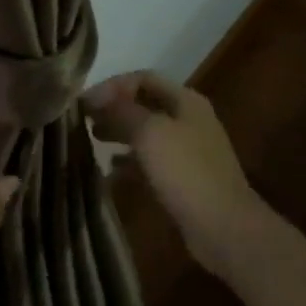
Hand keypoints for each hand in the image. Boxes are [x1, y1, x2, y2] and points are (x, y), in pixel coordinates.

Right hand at [84, 71, 272, 282]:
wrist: (223, 226)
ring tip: (91, 140)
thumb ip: (122, 110)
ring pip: (146, 133)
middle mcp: (188, 120)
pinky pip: (151, 162)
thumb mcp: (150, 132)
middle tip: (82, 120)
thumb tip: (97, 97)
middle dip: (113, 109)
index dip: (112, 85)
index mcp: (185, 101)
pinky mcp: (183, 179)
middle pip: (145, 104)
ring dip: (119, 133)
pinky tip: (110, 171)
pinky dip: (129, 162)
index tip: (84, 102)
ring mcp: (188, 150)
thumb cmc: (185, 171)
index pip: (143, 78)